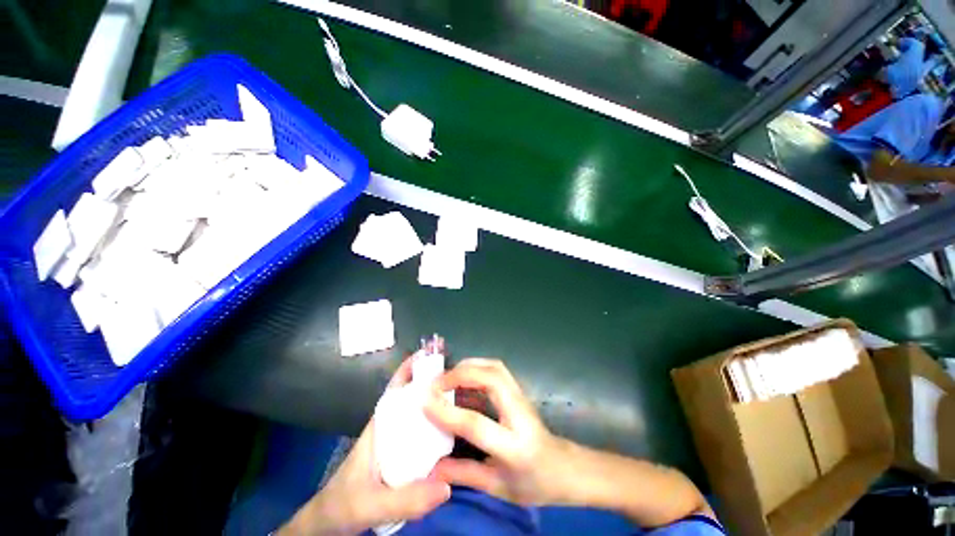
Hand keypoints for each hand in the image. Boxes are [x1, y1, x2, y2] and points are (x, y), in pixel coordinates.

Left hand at [279, 358, 450, 534]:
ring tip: (461, 396)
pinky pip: (422, 433)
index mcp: (380, 426)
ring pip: (419, 413)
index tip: (433, 356)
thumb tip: (448, 486)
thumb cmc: (344, 505)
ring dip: (436, 403)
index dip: (413, 370)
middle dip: (432, 382)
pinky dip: (436, 425)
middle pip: (413, 396)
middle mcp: (390, 427)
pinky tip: (452, 428)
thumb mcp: (372, 504)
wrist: (330, 523)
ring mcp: (396, 440)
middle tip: (458, 375)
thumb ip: (406, 499)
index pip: (396, 389)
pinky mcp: (402, 454)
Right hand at [424, 358, 570, 505]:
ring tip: (446, 376)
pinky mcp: (519, 390)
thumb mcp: (497, 487)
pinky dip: (477, 367)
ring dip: (469, 366)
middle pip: (491, 379)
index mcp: (515, 447)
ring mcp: (522, 397)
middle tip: (436, 383)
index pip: (476, 423)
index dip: (447, 411)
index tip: (424, 401)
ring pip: (495, 367)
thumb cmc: (533, 483)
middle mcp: (520, 414)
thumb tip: (430, 469)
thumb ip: (463, 474)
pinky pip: (497, 370)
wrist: (564, 468)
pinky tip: (463, 376)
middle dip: (460, 375)